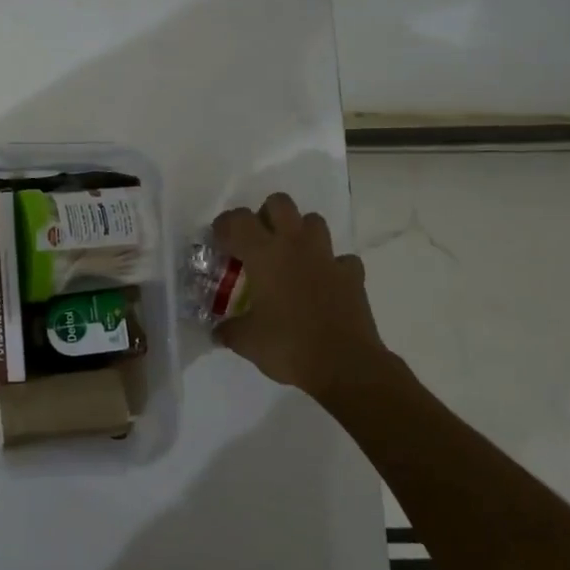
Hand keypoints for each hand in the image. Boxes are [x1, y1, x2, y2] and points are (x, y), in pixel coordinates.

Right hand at [210, 193, 400, 400]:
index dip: (224, 225)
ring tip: (290, 255)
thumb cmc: (288, 346)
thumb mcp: (246, 341)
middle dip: (266, 214)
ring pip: (314, 222)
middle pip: (280, 203)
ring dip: (300, 232)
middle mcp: (295, 245)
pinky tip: (323, 282)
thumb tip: (218, 331)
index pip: (238, 220)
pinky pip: (342, 259)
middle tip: (257, 240)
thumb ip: (228, 330)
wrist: (345, 365)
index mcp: (264, 254)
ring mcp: (327, 258)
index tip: (218, 241)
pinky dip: (332, 266)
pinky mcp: (352, 276)